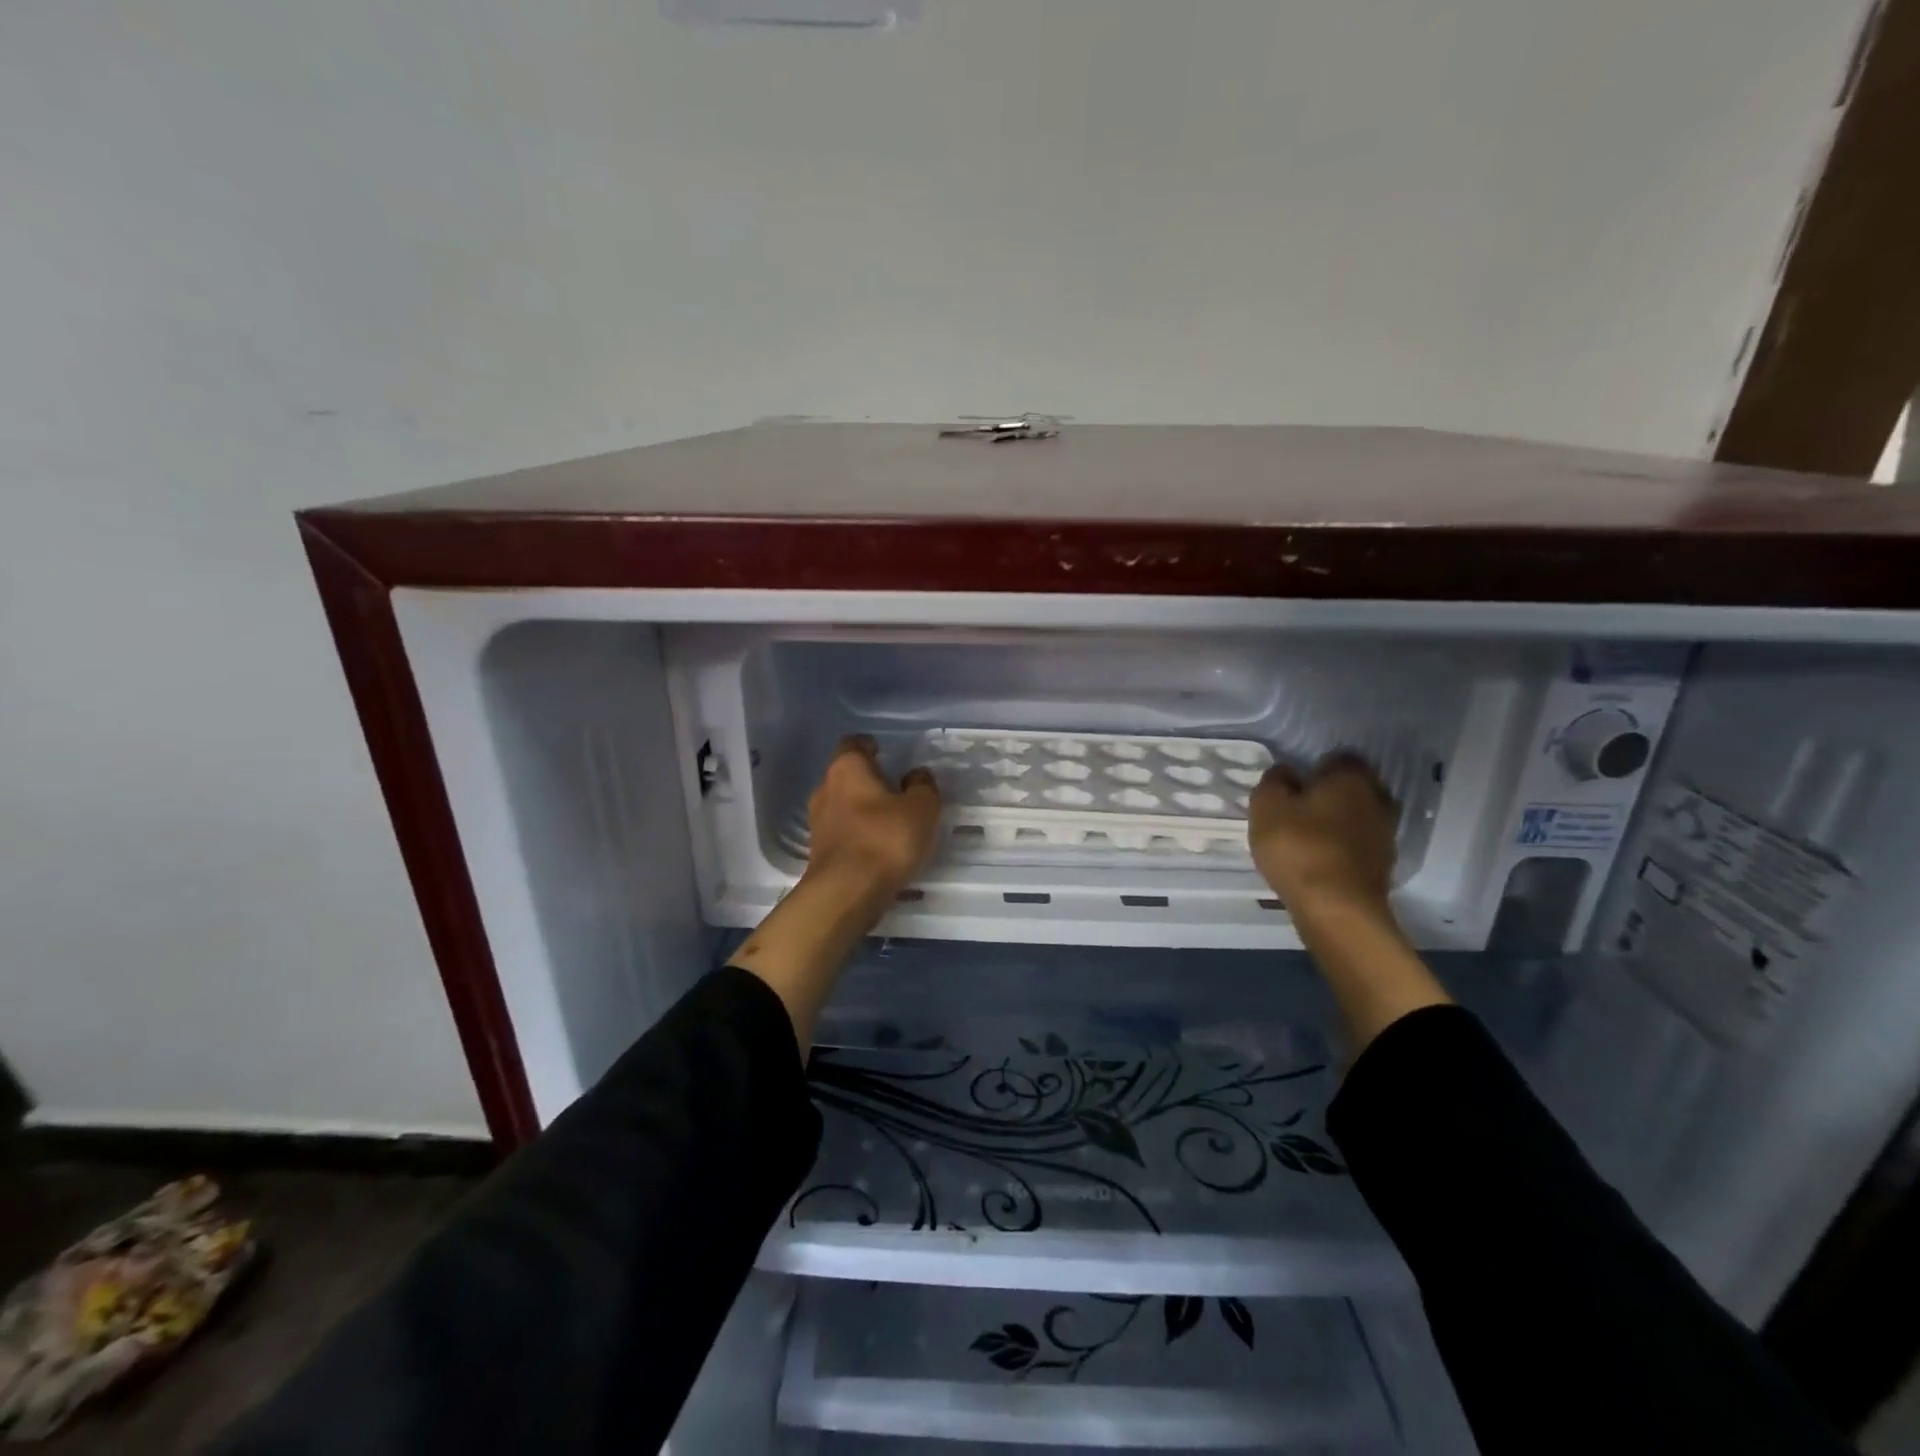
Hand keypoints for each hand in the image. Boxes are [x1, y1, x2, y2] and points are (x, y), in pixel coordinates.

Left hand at [804, 735, 942, 899]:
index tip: (884, 752)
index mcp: (847, 768)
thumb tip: (916, 774)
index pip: (853, 744)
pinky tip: (878, 847)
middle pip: (846, 775)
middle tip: (895, 789)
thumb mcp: (921, 809)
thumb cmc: (885, 839)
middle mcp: (825, 789)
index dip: (869, 745)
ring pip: (842, 804)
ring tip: (891, 821)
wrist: (846, 893)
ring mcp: (817, 821)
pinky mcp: (818, 851)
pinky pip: (842, 832)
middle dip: (868, 780)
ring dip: (863, 809)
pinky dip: (858, 833)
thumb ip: (922, 786)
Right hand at [1248, 753, 1398, 922]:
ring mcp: (1385, 834)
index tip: (1293, 783)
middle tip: (1297, 808)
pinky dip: (1341, 847)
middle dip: (1329, 794)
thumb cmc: (1299, 847)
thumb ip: (1274, 781)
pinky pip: (1358, 844)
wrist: (1337, 909)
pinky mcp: (1383, 865)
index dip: (1313, 767)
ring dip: (1336, 822)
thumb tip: (1286, 771)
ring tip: (1305, 837)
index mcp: (1351, 777)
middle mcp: (1377, 798)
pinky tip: (1318, 859)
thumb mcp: (1267, 806)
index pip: (1337, 757)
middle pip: (1351, 787)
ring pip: (1357, 816)